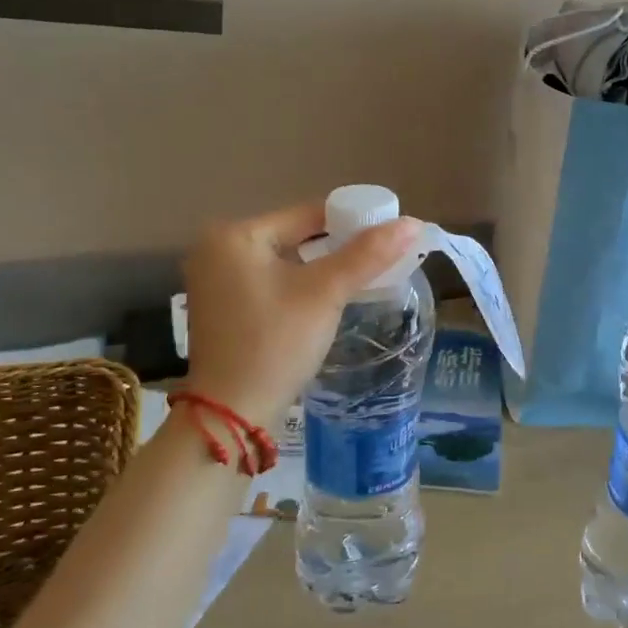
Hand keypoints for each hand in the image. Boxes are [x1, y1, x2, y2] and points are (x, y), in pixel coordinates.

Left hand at [182, 201, 424, 424]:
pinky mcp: (221, 306)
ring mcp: (215, 280)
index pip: (308, 214)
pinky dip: (299, 285)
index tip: (389, 235)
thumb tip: (413, 223)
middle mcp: (216, 249)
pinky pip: (271, 281)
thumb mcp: (325, 294)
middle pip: (295, 235)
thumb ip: (367, 255)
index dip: (353, 221)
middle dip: (338, 247)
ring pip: (285, 260)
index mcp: (235, 235)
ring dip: (320, 267)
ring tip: (361, 278)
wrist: (231, 414)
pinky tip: (325, 300)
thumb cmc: (275, 344)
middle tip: (380, 261)